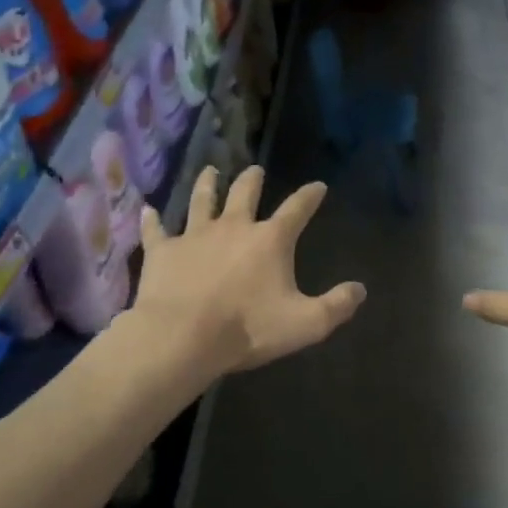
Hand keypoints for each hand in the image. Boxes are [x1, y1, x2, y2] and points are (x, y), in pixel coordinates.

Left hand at [133, 165, 365, 378]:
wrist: (184, 336)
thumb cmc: (248, 329)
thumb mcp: (306, 324)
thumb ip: (336, 306)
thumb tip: (360, 290)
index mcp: (270, 240)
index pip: (296, 209)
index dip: (310, 196)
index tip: (318, 185)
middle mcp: (233, 227)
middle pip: (245, 193)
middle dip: (252, 180)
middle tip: (255, 170)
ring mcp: (194, 235)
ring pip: (201, 201)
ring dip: (207, 184)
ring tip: (210, 171)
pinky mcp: (162, 251)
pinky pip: (156, 230)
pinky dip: (152, 220)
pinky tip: (147, 210)